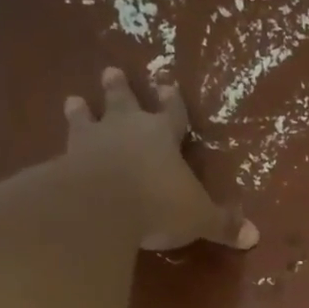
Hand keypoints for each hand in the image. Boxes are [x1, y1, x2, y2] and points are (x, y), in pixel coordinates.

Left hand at [63, 65, 258, 250]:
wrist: (97, 207)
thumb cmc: (158, 203)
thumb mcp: (199, 217)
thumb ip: (222, 225)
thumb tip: (253, 236)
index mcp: (162, 136)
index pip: (172, 113)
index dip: (172, 101)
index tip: (168, 83)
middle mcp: (125, 131)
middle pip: (123, 102)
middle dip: (119, 88)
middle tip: (111, 71)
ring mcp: (89, 144)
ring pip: (85, 119)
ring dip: (81, 111)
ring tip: (73, 99)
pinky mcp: (62, 164)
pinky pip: (63, 152)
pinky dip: (61, 151)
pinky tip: (54, 154)